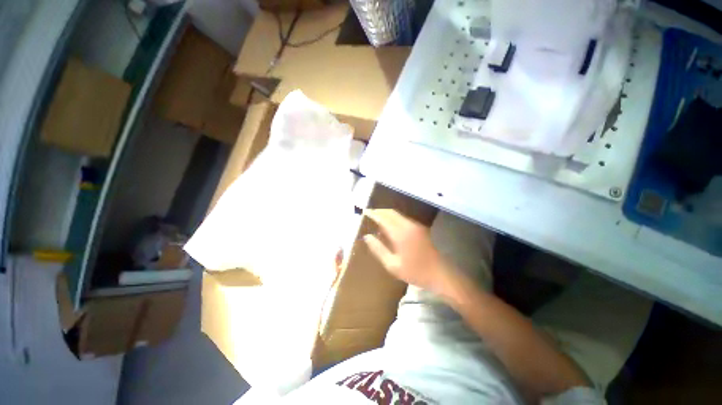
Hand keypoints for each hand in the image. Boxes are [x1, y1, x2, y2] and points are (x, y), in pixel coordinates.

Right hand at [363, 209, 452, 293]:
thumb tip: (367, 237)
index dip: (373, 214)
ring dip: (387, 214)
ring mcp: (415, 225)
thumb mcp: (392, 265)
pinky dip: (394, 218)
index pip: (383, 218)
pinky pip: (403, 218)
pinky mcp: (420, 228)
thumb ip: (378, 249)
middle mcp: (408, 225)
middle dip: (379, 211)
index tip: (364, 211)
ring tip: (377, 218)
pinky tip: (389, 225)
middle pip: (391, 212)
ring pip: (397, 214)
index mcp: (400, 234)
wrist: (440, 274)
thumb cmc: (415, 272)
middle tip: (369, 213)